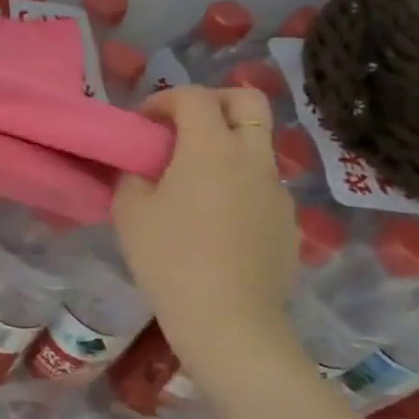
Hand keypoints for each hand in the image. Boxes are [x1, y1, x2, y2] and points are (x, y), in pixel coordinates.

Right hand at [111, 85, 298, 363]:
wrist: (229, 321)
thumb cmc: (170, 259)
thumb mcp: (130, 212)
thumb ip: (132, 176)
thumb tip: (142, 168)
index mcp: (211, 148)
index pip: (194, 97)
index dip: (164, 100)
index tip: (144, 124)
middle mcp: (252, 158)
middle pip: (247, 101)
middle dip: (213, 101)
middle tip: (183, 126)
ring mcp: (277, 190)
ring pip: (257, 144)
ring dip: (226, 145)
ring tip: (193, 181)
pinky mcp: (287, 221)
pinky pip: (261, 184)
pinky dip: (237, 183)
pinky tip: (214, 221)